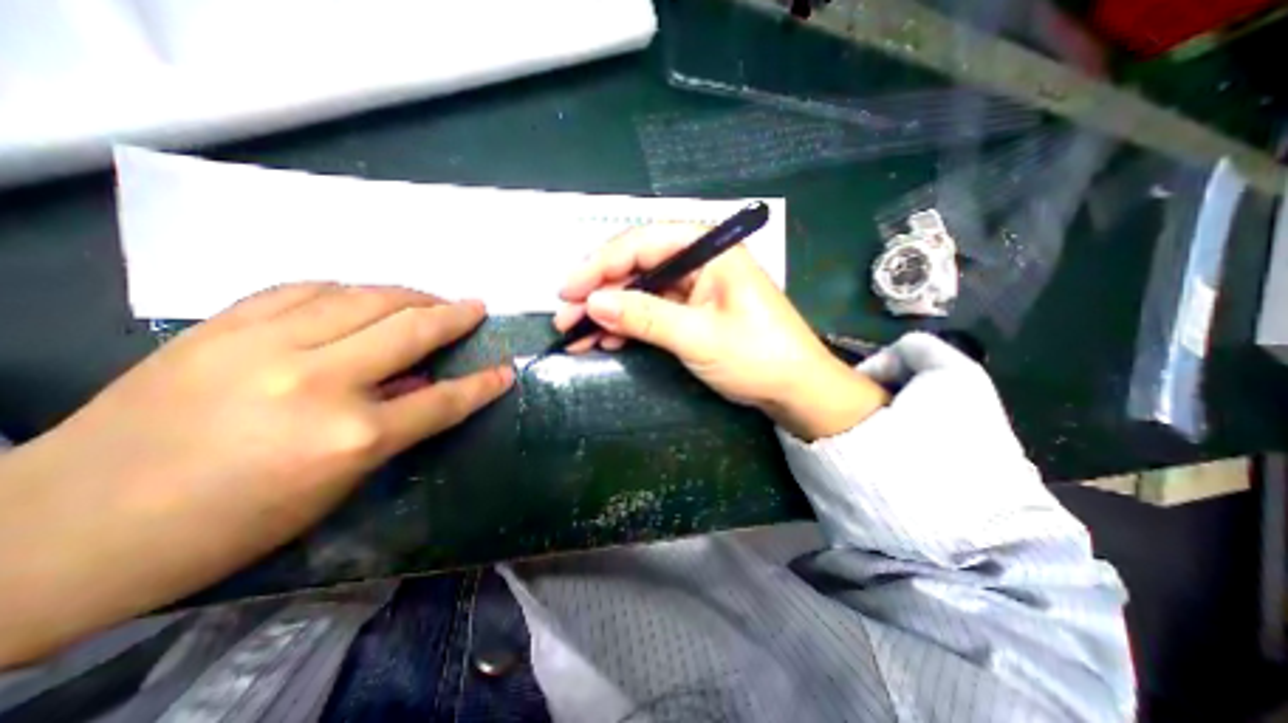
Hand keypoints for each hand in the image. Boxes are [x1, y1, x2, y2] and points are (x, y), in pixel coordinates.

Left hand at [1, 283, 513, 665]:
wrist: (65, 529)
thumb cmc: (230, 524)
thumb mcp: (337, 484)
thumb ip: (391, 427)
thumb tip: (422, 383)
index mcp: (351, 436)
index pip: (443, 399)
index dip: (483, 383)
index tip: (507, 368)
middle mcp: (319, 381)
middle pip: (411, 330)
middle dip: (455, 315)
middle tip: (476, 307)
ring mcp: (265, 346)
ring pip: (364, 297)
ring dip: (409, 294)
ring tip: (429, 298)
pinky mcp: (220, 326)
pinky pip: (306, 289)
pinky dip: (347, 289)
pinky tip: (361, 296)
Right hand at [555, 223, 886, 438]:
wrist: (796, 391)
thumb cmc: (757, 357)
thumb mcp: (698, 337)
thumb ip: (645, 316)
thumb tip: (593, 303)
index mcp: (709, 251)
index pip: (643, 244)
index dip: (600, 265)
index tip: (568, 290)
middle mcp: (700, 261)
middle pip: (637, 267)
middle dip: (599, 292)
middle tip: (565, 316)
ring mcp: (695, 288)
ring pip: (640, 291)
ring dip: (609, 312)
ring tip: (577, 334)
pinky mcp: (693, 312)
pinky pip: (652, 311)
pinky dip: (628, 326)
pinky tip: (606, 340)